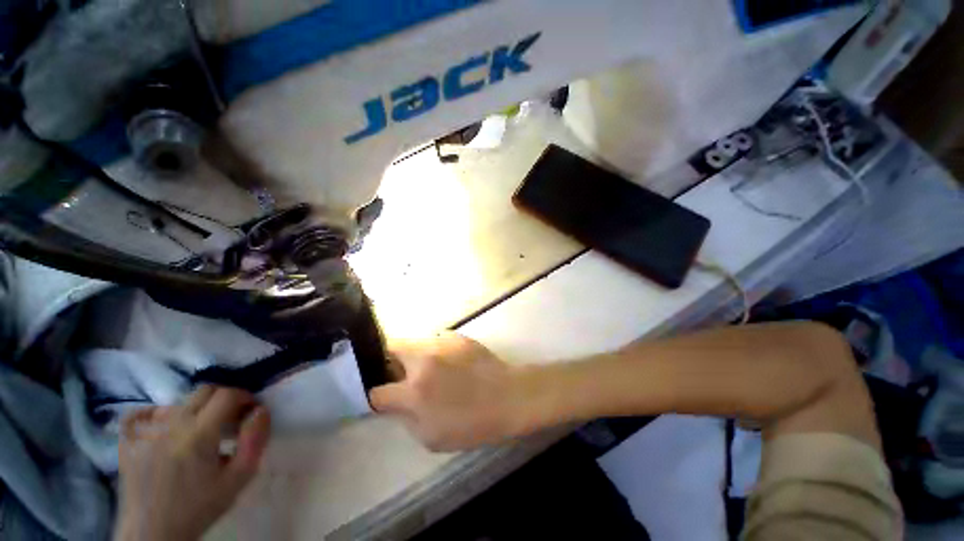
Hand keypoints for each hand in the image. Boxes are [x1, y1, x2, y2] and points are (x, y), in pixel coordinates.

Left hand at [115, 387, 270, 540]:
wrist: (153, 534)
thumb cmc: (199, 507)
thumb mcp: (238, 478)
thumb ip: (254, 440)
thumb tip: (260, 410)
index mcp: (199, 433)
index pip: (228, 394)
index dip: (245, 397)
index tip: (250, 412)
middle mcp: (171, 424)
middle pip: (204, 391)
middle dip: (224, 399)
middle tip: (230, 420)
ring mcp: (145, 431)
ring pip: (178, 402)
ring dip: (196, 410)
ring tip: (200, 433)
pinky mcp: (127, 441)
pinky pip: (140, 414)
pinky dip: (155, 414)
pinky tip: (164, 427)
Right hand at [370, 332, 529, 451]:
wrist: (508, 397)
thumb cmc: (472, 424)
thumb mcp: (431, 438)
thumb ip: (406, 418)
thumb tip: (396, 403)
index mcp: (415, 391)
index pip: (377, 391)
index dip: (376, 398)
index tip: (384, 399)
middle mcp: (423, 360)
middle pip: (389, 348)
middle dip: (386, 361)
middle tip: (397, 374)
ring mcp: (441, 343)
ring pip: (413, 341)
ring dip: (411, 354)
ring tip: (425, 367)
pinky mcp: (456, 336)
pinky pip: (435, 339)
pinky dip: (433, 350)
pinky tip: (447, 361)